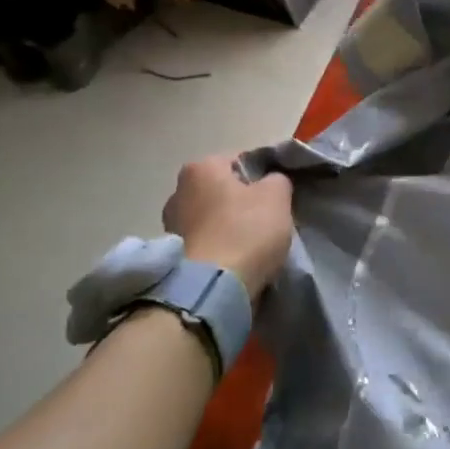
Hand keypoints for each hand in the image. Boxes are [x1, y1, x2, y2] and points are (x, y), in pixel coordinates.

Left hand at [162, 155, 293, 297]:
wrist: (213, 287)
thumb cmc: (246, 230)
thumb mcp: (277, 195)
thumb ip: (277, 179)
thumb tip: (271, 182)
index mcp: (200, 167)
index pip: (240, 160)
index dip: (263, 175)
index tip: (278, 194)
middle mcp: (178, 190)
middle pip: (223, 189)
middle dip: (243, 200)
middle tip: (267, 218)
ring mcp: (171, 224)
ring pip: (213, 216)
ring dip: (230, 225)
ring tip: (253, 243)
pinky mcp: (172, 255)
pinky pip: (205, 241)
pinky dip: (219, 246)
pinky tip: (237, 258)